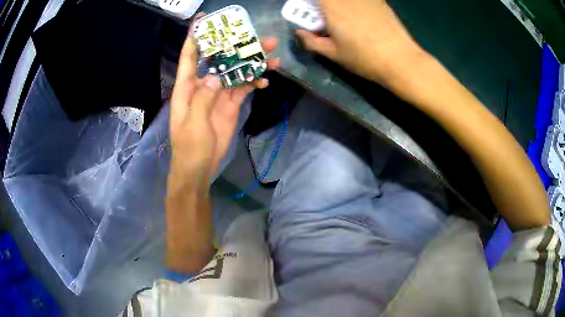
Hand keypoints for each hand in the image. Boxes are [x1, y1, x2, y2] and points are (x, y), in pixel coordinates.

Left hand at [168, 34, 279, 191]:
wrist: (200, 166)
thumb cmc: (190, 145)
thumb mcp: (194, 123)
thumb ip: (203, 98)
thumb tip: (215, 76)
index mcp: (187, 86)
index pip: (190, 55)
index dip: (195, 36)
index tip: (203, 19)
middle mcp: (203, 84)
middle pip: (221, 59)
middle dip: (237, 46)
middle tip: (259, 36)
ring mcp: (219, 93)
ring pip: (236, 71)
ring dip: (252, 62)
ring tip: (273, 55)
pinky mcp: (231, 103)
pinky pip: (244, 87)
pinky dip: (254, 81)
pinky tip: (266, 79)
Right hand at [296, 0, 423, 85]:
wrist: (400, 60)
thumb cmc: (364, 58)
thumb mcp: (333, 54)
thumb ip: (312, 41)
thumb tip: (301, 32)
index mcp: (331, 6)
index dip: (310, 3)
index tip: (309, 11)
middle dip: (323, 5)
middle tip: (324, 15)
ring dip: (340, 4)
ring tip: (343, 16)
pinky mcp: (379, 0)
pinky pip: (362, 0)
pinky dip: (356, 4)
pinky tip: (360, 13)